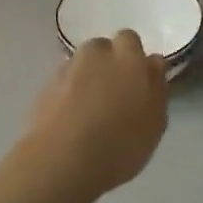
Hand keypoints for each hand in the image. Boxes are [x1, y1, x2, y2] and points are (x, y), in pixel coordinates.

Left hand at [24, 31, 168, 200]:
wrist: (62, 161)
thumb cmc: (120, 144)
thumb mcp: (155, 122)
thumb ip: (156, 86)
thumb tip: (152, 64)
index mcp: (129, 56)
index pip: (131, 40)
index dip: (133, 59)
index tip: (137, 82)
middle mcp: (97, 52)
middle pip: (104, 48)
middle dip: (109, 64)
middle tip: (115, 95)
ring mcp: (68, 67)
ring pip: (82, 63)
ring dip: (88, 77)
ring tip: (91, 109)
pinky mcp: (45, 85)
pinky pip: (65, 81)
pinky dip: (69, 93)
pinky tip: (72, 119)